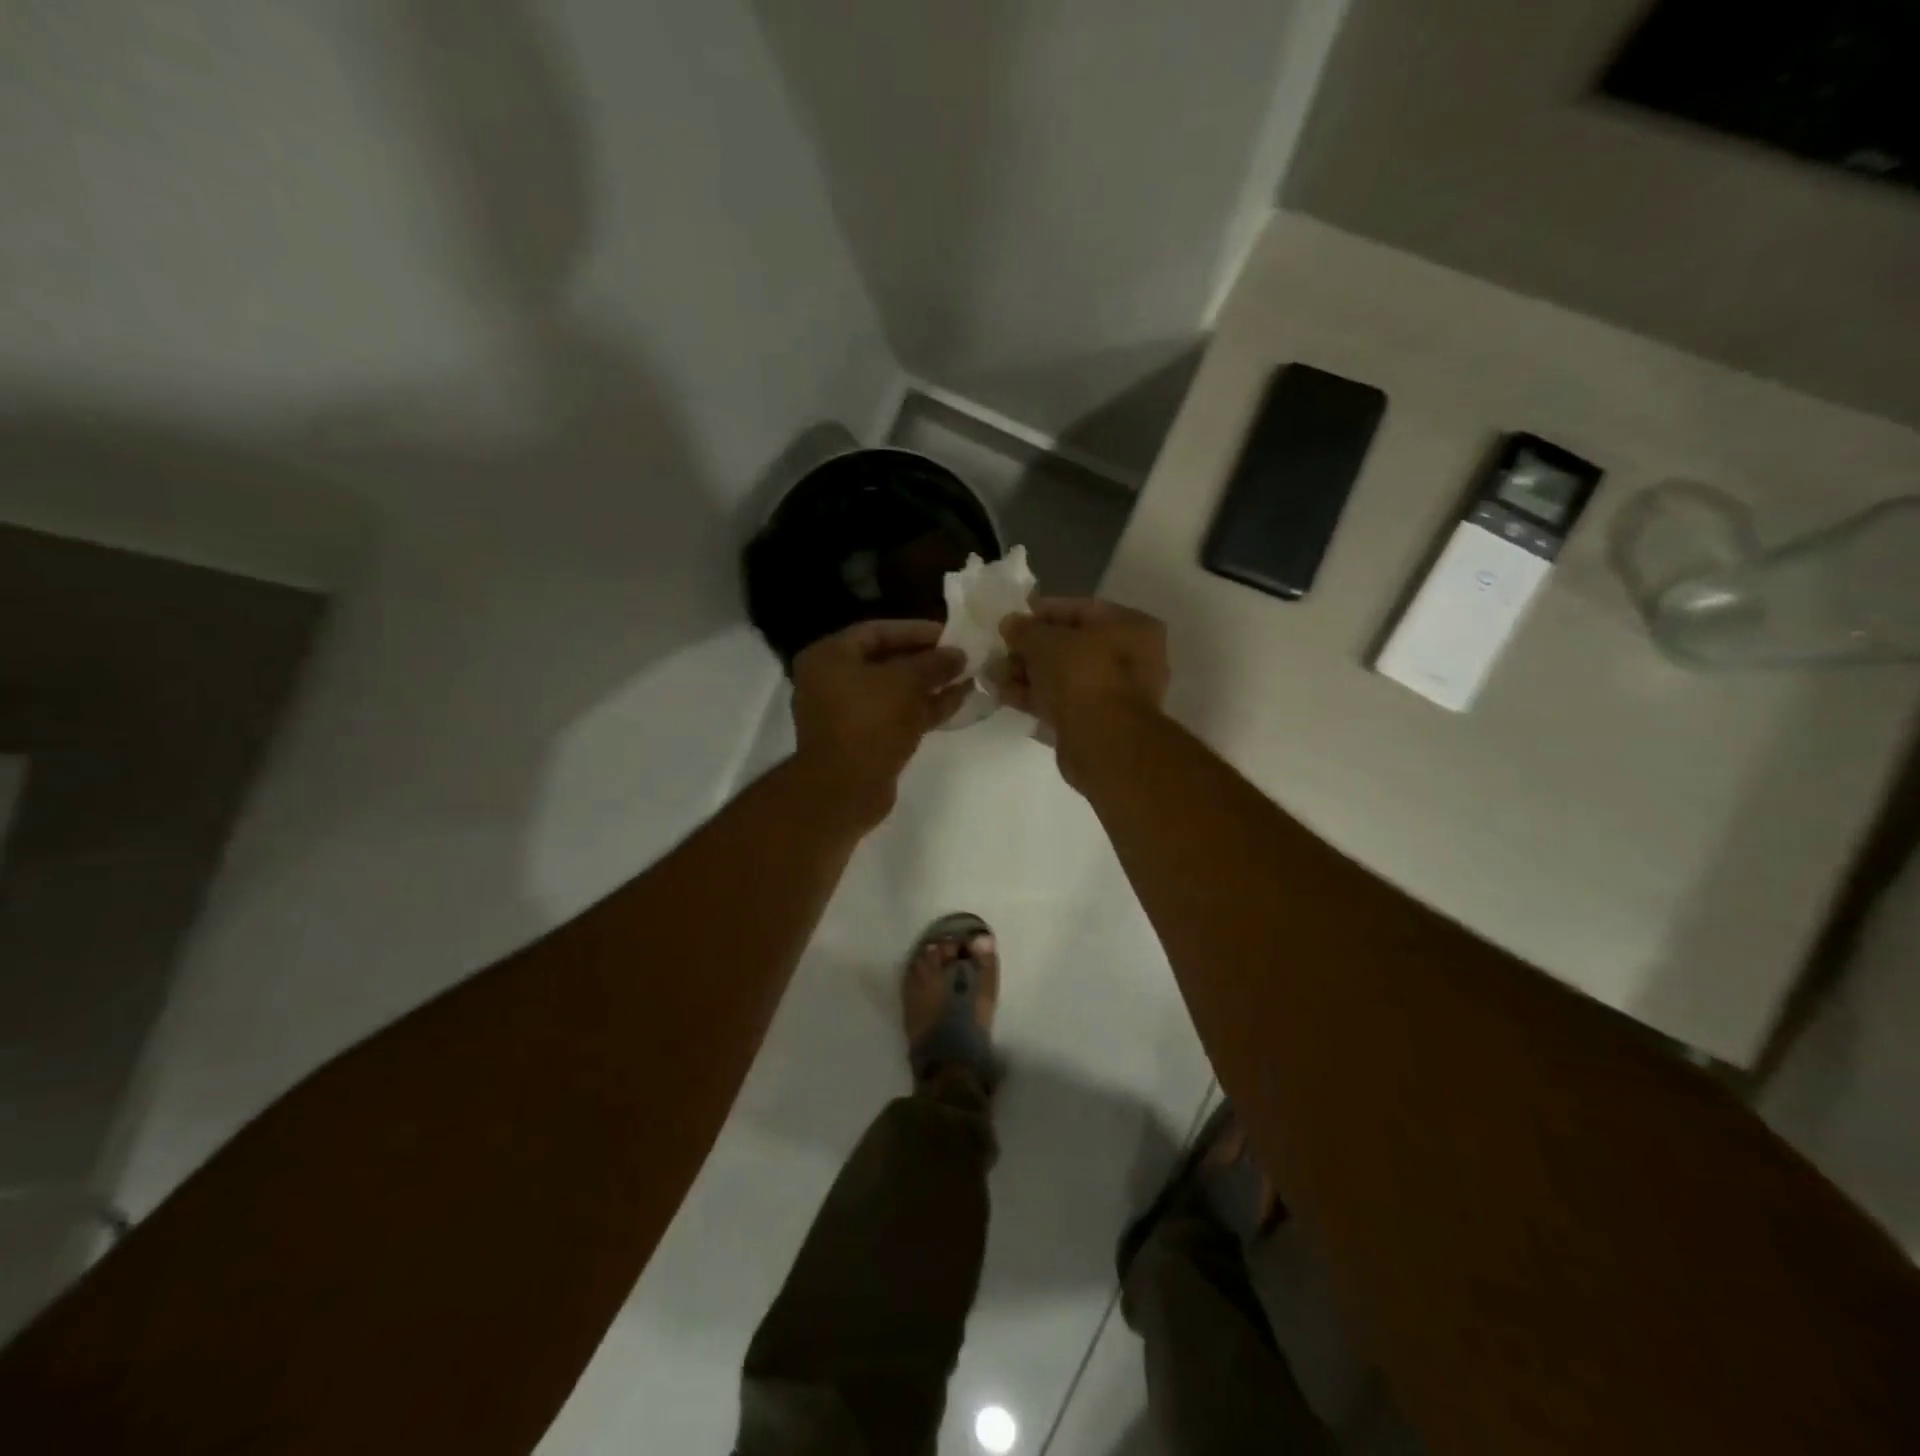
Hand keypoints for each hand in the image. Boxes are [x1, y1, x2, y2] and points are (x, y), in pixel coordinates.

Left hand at [791, 620, 968, 829]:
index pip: (876, 631)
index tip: (950, 634)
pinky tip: (958, 701)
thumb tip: (959, 654)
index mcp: (828, 657)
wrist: (846, 790)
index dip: (915, 630)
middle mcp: (831, 681)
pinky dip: (923, 708)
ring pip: (894, 691)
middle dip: (926, 660)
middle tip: (961, 657)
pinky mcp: (863, 740)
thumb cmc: (869, 722)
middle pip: (885, 661)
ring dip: (929, 685)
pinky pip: (895, 715)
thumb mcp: (906, 682)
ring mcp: (847, 713)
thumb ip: (934, 663)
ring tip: (966, 678)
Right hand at [997, 598, 1169, 783]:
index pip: (1081, 609)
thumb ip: (1025, 630)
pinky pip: (1061, 700)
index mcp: (1132, 627)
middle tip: (999, 650)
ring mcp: (1114, 693)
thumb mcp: (1046, 641)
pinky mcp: (1096, 721)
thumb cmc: (1082, 674)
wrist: (1102, 740)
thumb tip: (1010, 624)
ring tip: (992, 674)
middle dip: (1030, 649)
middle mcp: (1131, 658)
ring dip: (1026, 673)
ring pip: (1063, 675)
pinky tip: (1003, 694)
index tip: (1011, 619)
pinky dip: (1034, 696)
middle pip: (1071, 646)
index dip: (1042, 612)